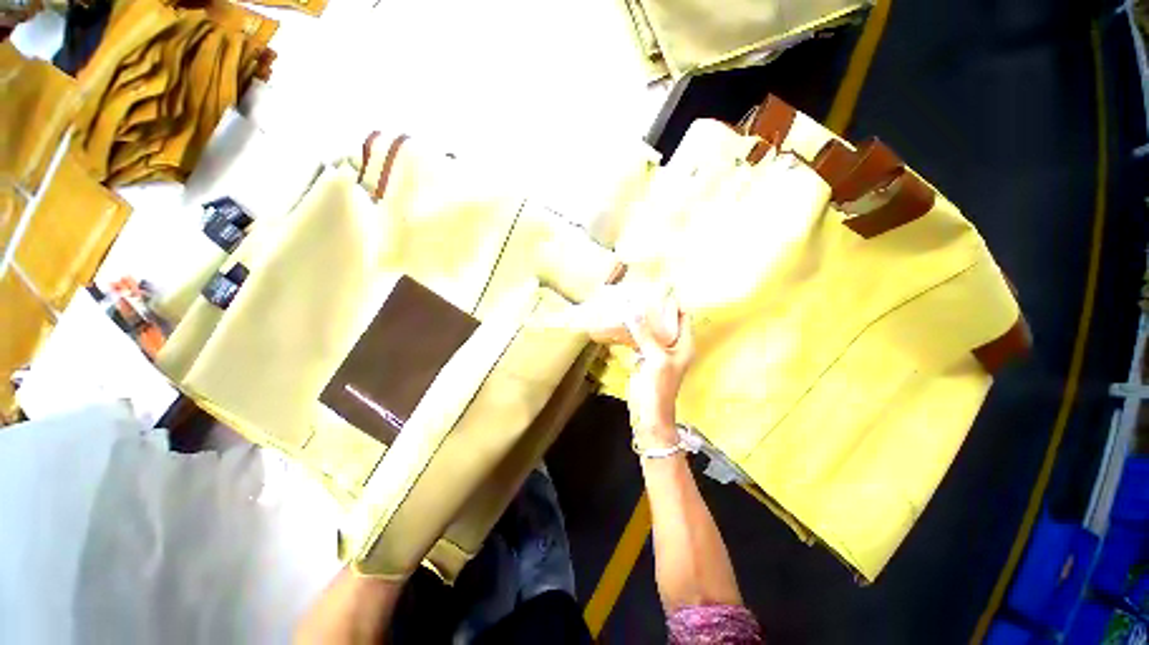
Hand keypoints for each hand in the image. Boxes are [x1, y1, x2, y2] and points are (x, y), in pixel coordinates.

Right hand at [626, 295, 693, 448]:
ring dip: (641, 321)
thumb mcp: (655, 358)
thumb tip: (633, 310)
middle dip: (653, 311)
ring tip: (628, 306)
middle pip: (665, 322)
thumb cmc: (659, 386)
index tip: (655, 292)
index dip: (672, 304)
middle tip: (637, 297)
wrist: (650, 413)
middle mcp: (674, 346)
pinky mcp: (646, 359)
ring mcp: (659, 352)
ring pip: (652, 331)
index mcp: (684, 344)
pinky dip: (633, 333)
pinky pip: (641, 341)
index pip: (682, 317)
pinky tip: (622, 325)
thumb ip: (645, 334)